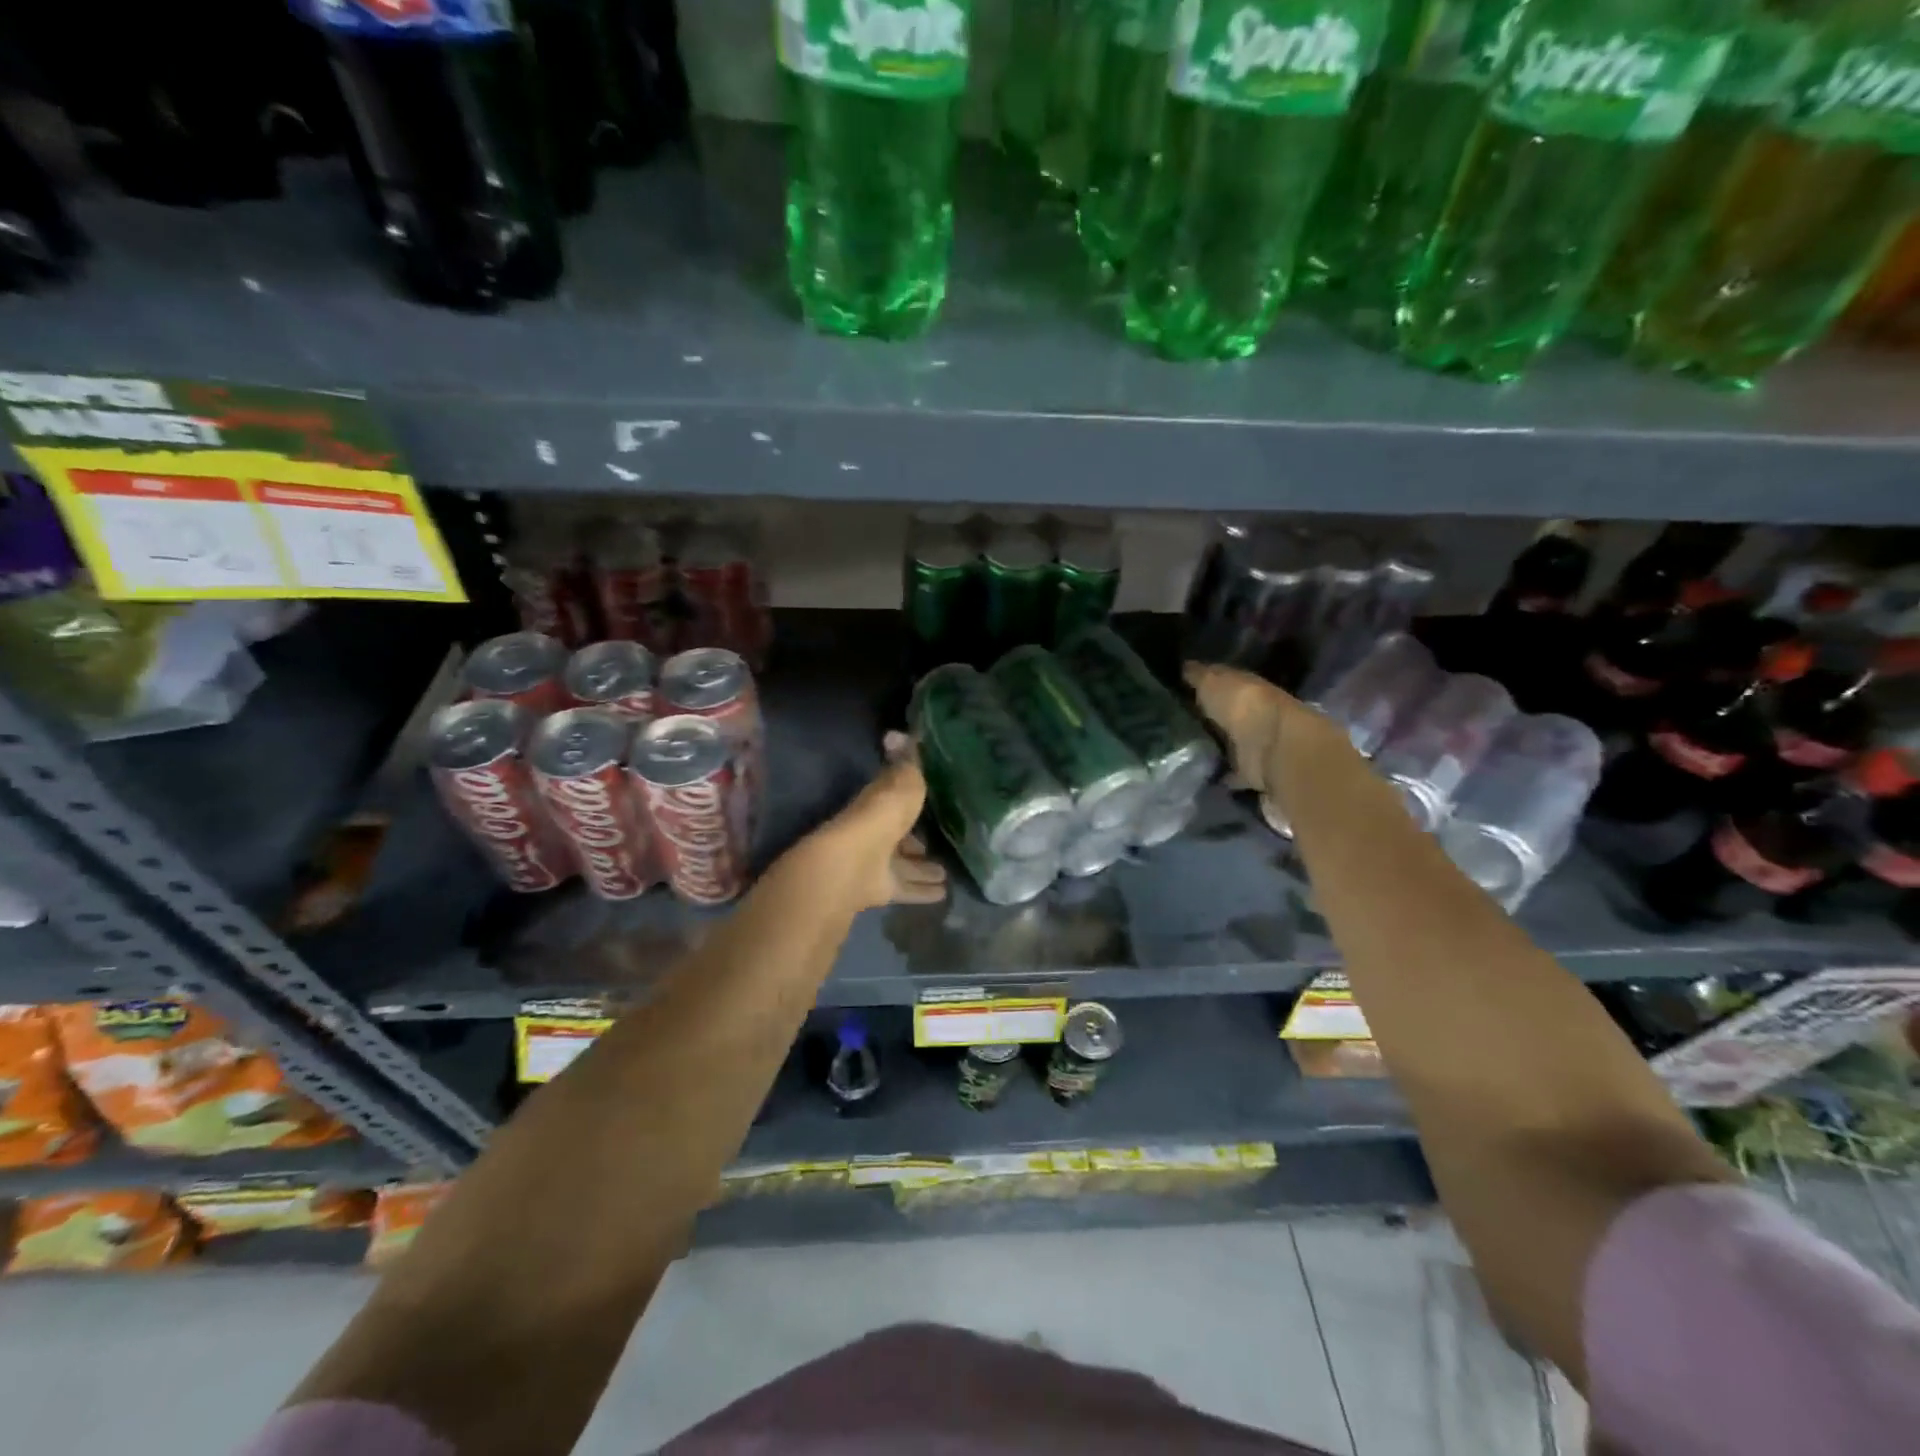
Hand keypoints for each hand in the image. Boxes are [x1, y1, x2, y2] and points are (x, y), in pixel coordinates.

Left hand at [809, 732, 947, 912]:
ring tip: (945, 872)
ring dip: (922, 868)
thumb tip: (897, 732)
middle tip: (936, 844)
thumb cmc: (881, 816)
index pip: (894, 798)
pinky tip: (942, 894)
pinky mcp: (881, 888)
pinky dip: (922, 891)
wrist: (855, 862)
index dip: (909, 798)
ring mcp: (877, 862)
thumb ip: (907, 761)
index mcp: (878, 803)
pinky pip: (907, 888)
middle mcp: (876, 832)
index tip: (928, 800)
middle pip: (899, 836)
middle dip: (915, 841)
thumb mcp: (902, 781)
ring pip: (903, 865)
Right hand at [1183, 662, 1320, 798]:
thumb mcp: (1212, 681)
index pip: (1221, 682)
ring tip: (1177, 749)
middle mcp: (1252, 714)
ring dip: (1211, 745)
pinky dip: (1218, 774)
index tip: (1175, 689)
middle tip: (1170, 722)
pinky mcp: (1251, 771)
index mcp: (1246, 687)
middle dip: (1204, 717)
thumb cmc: (1243, 705)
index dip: (1201, 684)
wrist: (1272, 748)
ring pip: (1227, 742)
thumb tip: (1184, 666)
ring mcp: (1253, 744)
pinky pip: (1230, 772)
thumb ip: (1198, 675)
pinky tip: (1196, 774)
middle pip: (1224, 714)